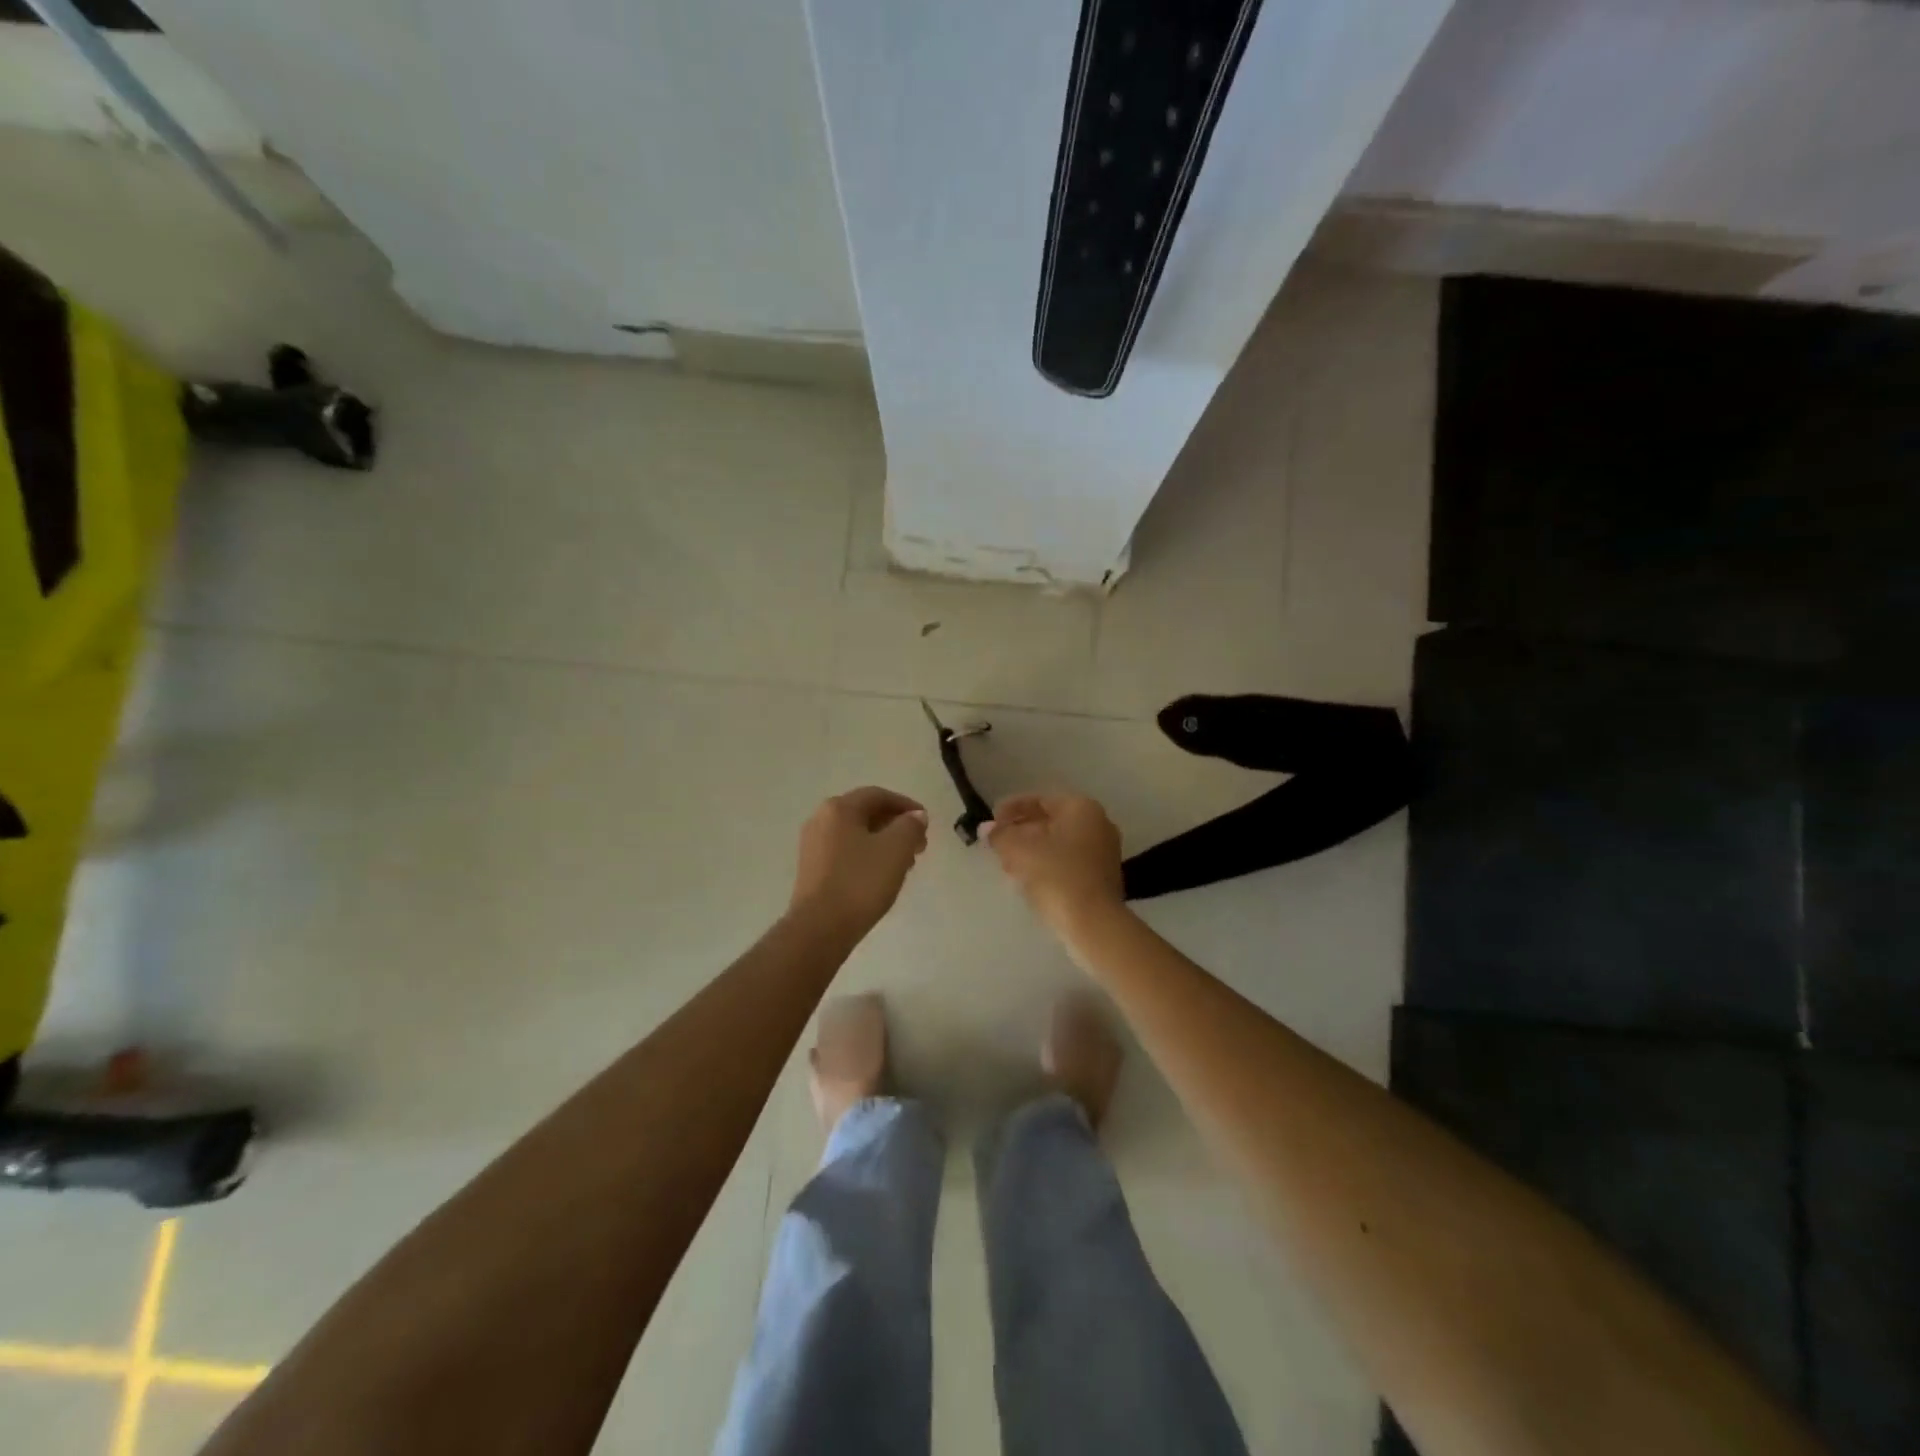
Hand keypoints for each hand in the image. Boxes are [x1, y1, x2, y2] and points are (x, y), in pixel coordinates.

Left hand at [790, 787, 929, 935]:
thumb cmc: (860, 882)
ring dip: (884, 842)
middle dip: (896, 826)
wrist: (820, 928)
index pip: (878, 795)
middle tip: (920, 845)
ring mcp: (813, 845)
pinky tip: (882, 875)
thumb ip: (910, 826)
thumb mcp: (896, 849)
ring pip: (856, 834)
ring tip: (906, 863)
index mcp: (839, 808)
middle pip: (866, 813)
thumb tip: (915, 816)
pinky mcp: (812, 869)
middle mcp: (821, 819)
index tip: (926, 822)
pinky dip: (867, 855)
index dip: (906, 805)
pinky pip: (846, 851)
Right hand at [985, 793, 1125, 933]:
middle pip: (1050, 822)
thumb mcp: (1020, 851)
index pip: (1040, 800)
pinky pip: (1068, 863)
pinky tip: (1026, 880)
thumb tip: (986, 829)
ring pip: (1058, 845)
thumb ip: (1000, 835)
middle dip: (1020, 832)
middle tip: (997, 844)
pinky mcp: (1102, 878)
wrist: (1093, 923)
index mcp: (1082, 808)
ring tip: (1006, 865)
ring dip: (1031, 851)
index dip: (1012, 809)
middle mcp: (1098, 824)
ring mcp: (1104, 853)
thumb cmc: (1057, 876)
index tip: (991, 821)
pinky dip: (1046, 866)